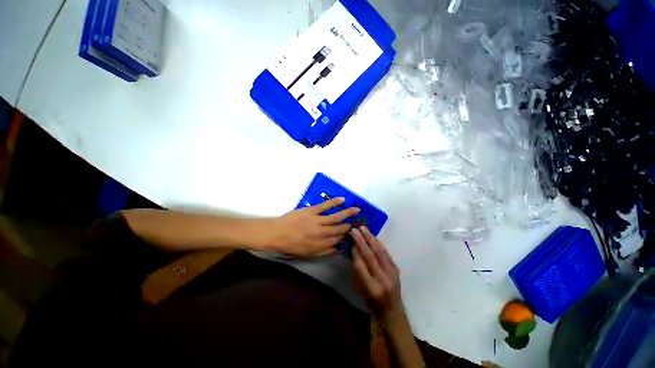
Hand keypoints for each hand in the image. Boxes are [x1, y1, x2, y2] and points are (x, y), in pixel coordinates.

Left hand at [265, 197, 359, 256]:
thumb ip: (325, 252)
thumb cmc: (292, 245)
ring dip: (348, 213)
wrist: (277, 234)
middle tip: (359, 221)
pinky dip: (334, 202)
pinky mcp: (312, 211)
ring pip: (336, 217)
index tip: (355, 234)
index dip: (348, 237)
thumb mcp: (308, 254)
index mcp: (321, 245)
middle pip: (340, 229)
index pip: (339, 240)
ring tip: (357, 210)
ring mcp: (318, 221)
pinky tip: (342, 199)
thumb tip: (339, 250)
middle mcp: (322, 234)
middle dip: (351, 225)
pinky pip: (325, 206)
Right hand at [351, 226, 403, 321]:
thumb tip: (354, 251)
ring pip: (380, 252)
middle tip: (355, 230)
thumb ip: (358, 271)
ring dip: (371, 238)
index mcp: (371, 288)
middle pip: (370, 256)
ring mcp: (391, 273)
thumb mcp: (361, 290)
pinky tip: (373, 237)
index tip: (350, 241)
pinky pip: (386, 253)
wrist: (392, 310)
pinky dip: (378, 244)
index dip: (355, 252)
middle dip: (361, 241)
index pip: (361, 265)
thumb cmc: (372, 303)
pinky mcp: (396, 269)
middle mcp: (382, 279)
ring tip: (364, 229)